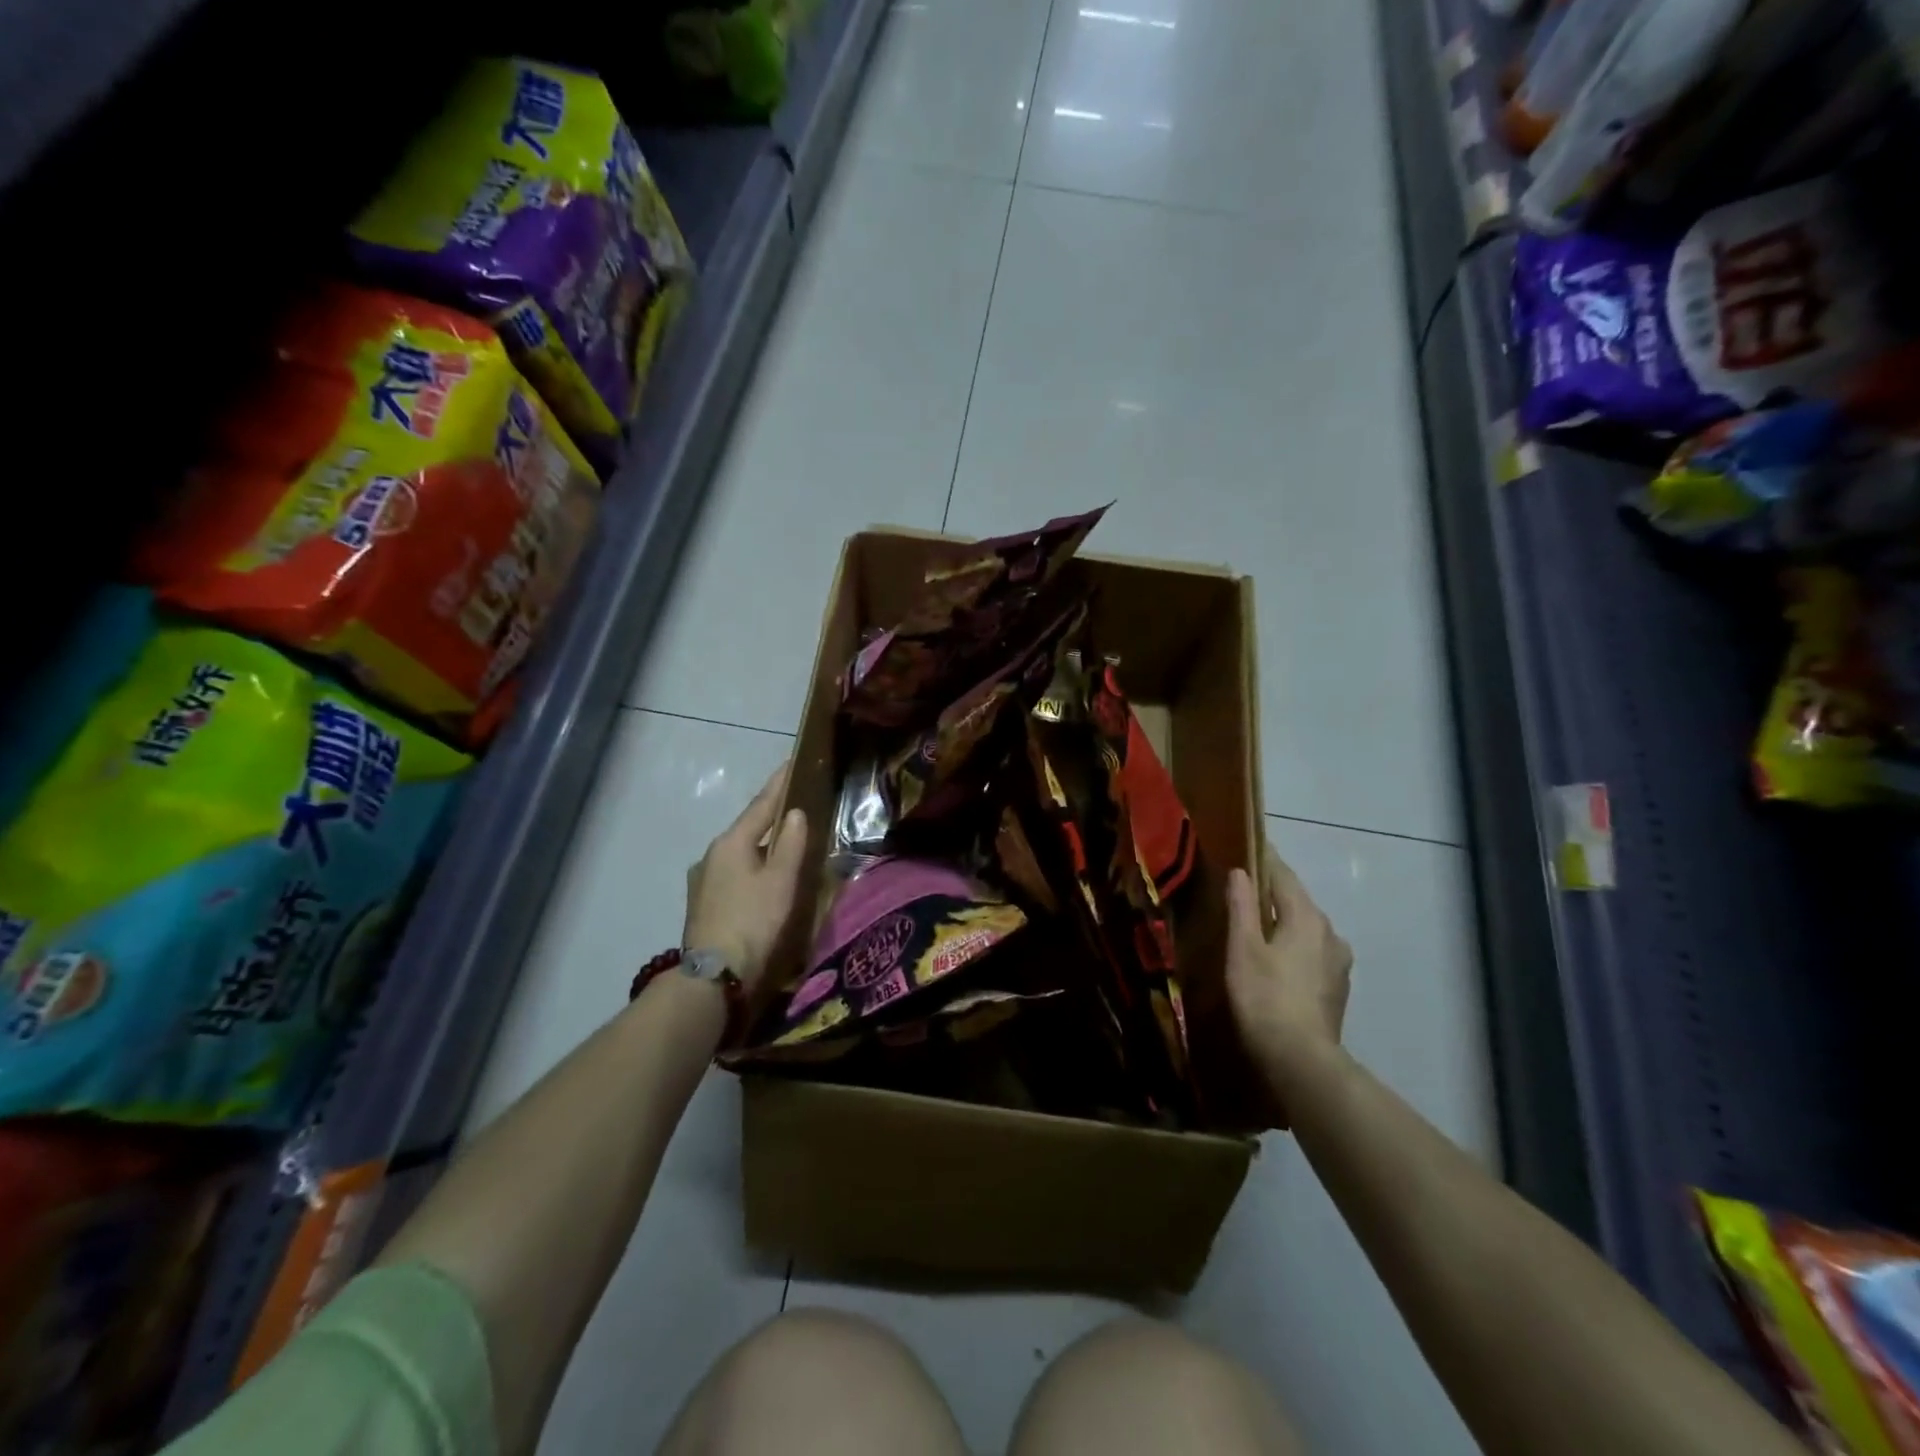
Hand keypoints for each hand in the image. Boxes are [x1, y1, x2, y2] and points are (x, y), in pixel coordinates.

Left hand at [682, 763, 808, 1002]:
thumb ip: (790, 843)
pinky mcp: (703, 903)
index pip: (761, 805)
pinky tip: (762, 876)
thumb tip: (794, 812)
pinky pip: (733, 872)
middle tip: (796, 804)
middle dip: (770, 816)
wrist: (713, 977)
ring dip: (761, 844)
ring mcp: (703, 880)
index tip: (792, 762)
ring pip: (739, 852)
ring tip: (783, 842)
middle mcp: (712, 854)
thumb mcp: (781, 880)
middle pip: (748, 828)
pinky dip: (752, 866)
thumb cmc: (753, 921)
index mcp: (731, 842)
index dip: (779, 784)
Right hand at [1225, 843, 1353, 1087]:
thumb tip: (1240, 872)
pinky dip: (1294, 945)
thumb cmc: (1264, 996)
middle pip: (1298, 901)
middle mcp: (1330, 932)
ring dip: (1285, 920)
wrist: (1301, 1059)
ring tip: (1258, 924)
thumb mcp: (1242, 948)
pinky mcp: (1337, 986)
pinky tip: (1277, 958)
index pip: (1284, 876)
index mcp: (1307, 917)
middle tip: (1245, 888)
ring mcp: (1338, 961)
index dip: (1265, 860)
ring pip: (1307, 927)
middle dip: (1274, 892)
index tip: (1249, 847)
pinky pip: (1312, 951)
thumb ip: (1242, 907)